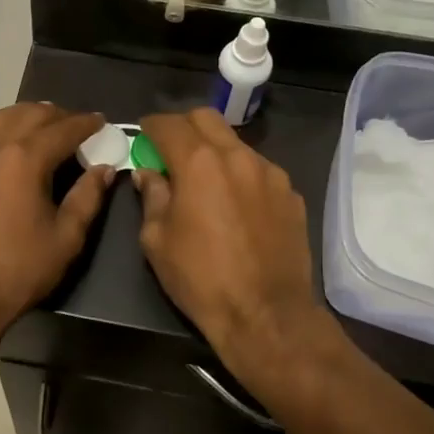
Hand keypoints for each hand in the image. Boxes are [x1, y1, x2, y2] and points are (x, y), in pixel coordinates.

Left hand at [0, 104, 116, 337]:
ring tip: (36, 118)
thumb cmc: (20, 269)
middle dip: (55, 115)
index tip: (100, 121)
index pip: (63, 130)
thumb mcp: (66, 237)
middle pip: (28, 116)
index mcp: (26, 159)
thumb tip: (104, 168)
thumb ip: (87, 197)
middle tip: (72, 123)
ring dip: (19, 113)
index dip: (85, 123)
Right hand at [132, 109, 331, 384]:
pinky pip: (259, 171)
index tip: (142, 135)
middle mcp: (238, 156)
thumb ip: (152, 196)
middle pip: (206, 118)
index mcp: (199, 163)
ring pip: (236, 144)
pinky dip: (241, 176)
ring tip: (206, 183)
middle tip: (171, 151)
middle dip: (184, 127)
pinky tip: (237, 207)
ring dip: (215, 151)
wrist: (267, 315)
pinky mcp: (291, 194)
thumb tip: (149, 174)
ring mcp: (270, 174)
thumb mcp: (157, 240)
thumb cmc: (201, 279)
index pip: (169, 124)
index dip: (150, 126)